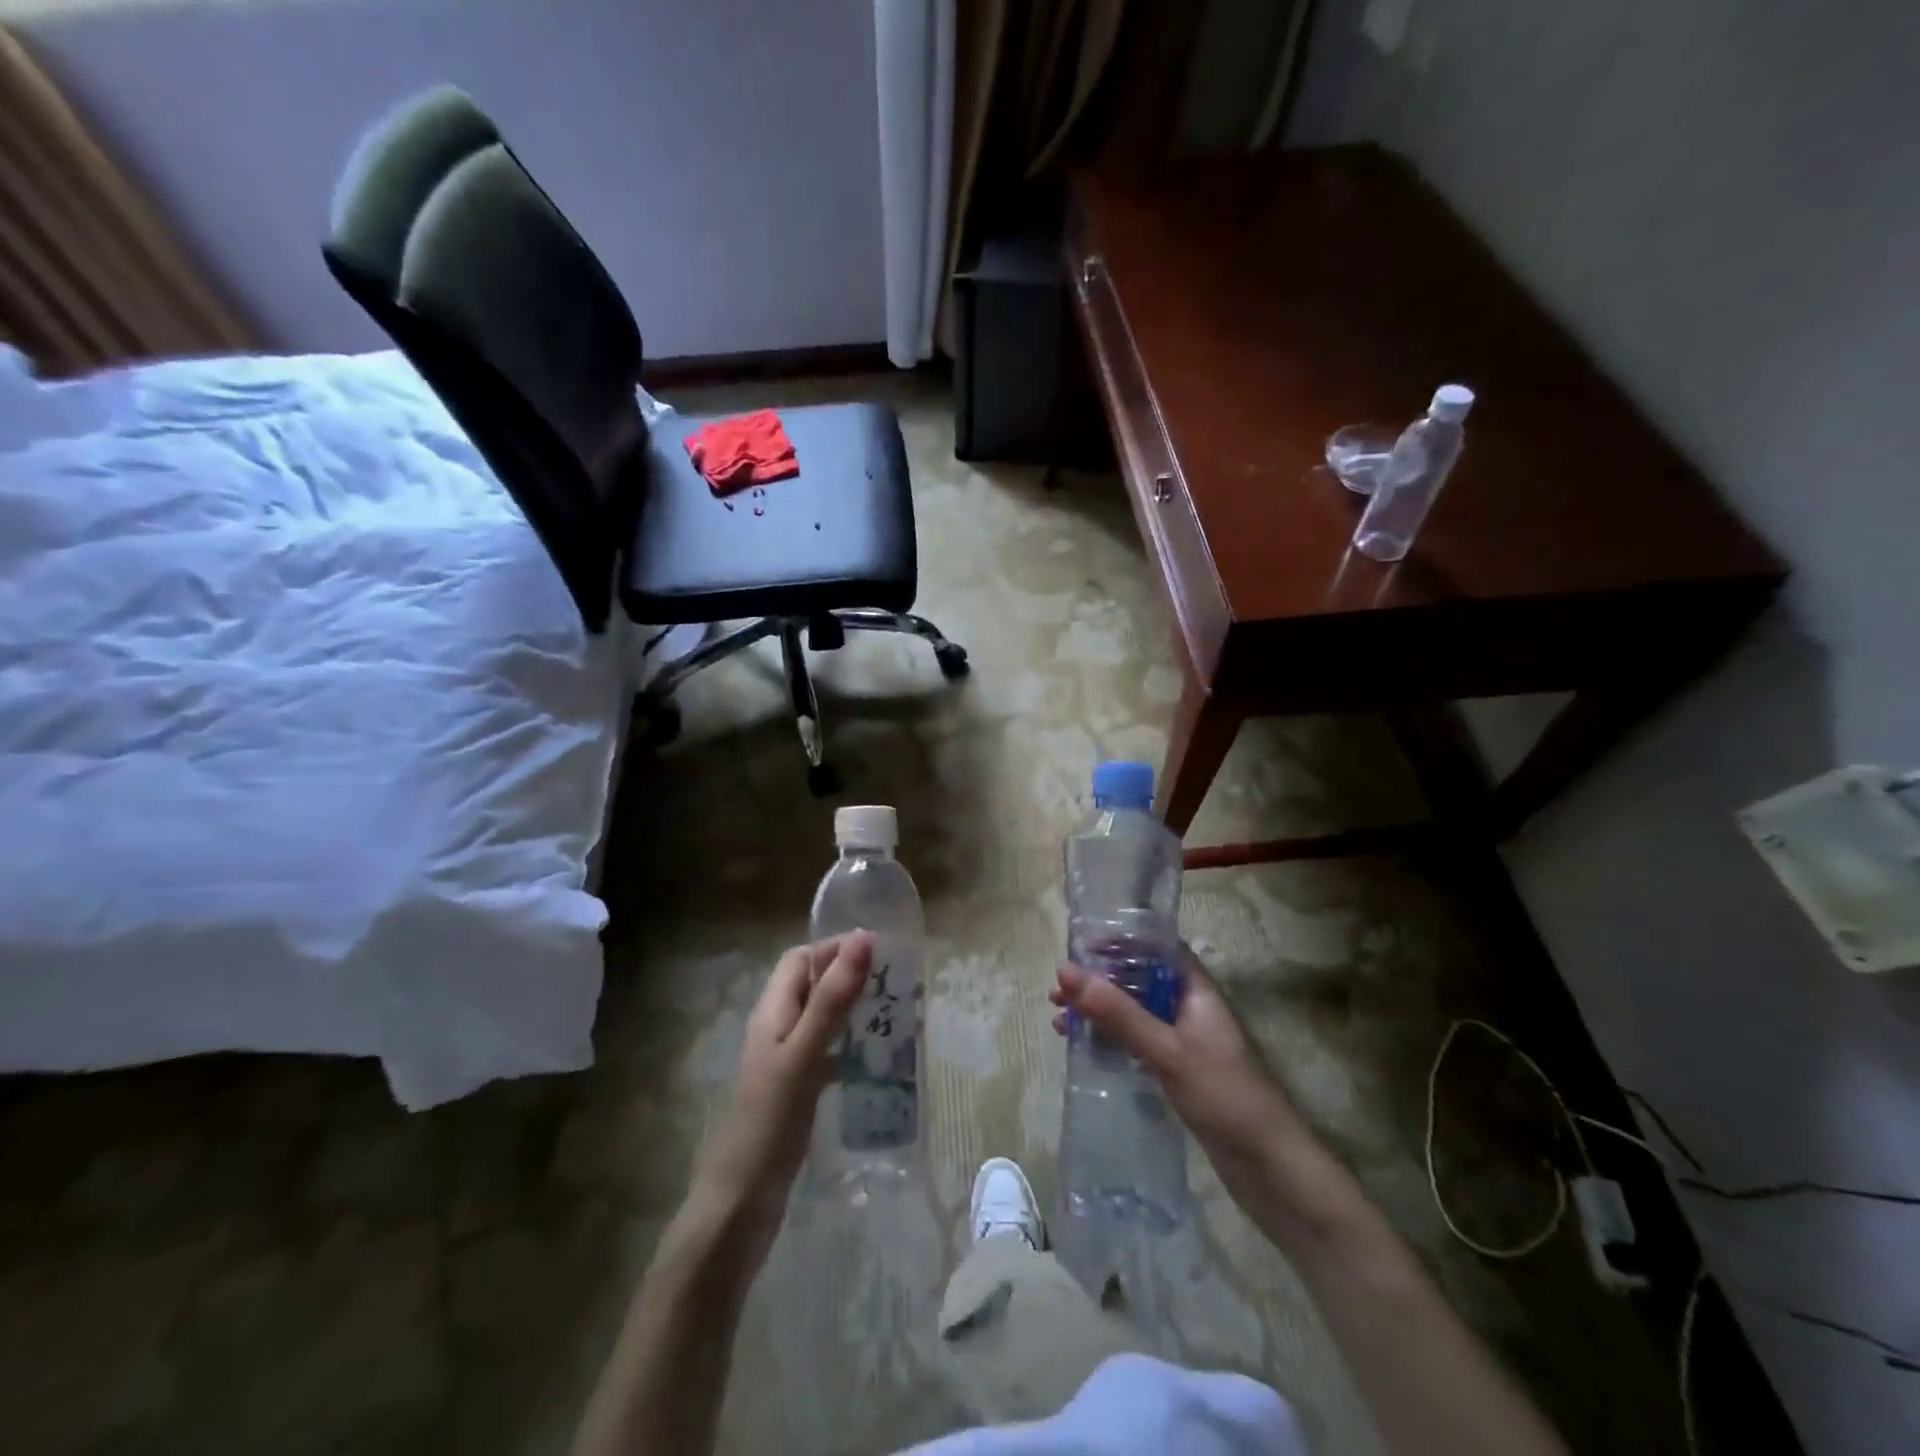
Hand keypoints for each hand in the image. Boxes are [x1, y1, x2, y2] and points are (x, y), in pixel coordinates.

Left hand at [690, 932, 871, 1260]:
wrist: (736, 1211)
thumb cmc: (767, 1125)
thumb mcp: (801, 1056)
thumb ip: (831, 1000)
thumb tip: (862, 939)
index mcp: (771, 1014)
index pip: (801, 959)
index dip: (836, 948)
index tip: (882, 950)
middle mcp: (776, 1031)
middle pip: (814, 987)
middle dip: (853, 978)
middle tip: (900, 984)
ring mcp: (786, 1065)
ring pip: (824, 1021)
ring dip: (856, 1013)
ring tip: (900, 1017)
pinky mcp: (797, 1095)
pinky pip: (829, 1056)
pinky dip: (853, 1049)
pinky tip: (879, 1062)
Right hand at [1052, 945, 1320, 1228]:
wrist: (1270, 1169)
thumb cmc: (1224, 1096)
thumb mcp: (1166, 1050)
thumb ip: (1118, 1012)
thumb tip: (1065, 971)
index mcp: (1197, 991)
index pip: (1158, 948)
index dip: (1122, 941)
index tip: (1081, 947)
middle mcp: (1190, 1008)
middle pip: (1140, 979)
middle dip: (1100, 980)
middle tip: (1058, 991)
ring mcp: (1184, 1041)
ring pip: (1135, 1012)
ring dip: (1100, 1011)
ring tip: (1060, 1019)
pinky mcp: (1178, 1070)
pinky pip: (1137, 1040)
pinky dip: (1110, 1038)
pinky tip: (1083, 1047)